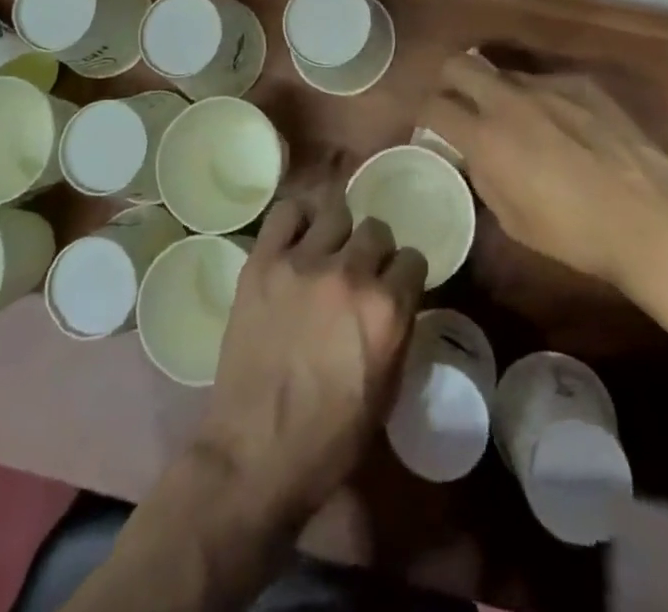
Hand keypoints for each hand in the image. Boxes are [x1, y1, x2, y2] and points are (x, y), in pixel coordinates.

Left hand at [193, 191, 426, 524]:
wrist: (254, 456)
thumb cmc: (329, 441)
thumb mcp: (387, 392)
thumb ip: (398, 332)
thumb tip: (397, 300)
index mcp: (387, 310)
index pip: (413, 259)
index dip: (404, 275)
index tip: (395, 286)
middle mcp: (350, 274)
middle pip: (377, 229)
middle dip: (374, 251)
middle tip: (359, 273)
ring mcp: (303, 262)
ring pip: (336, 212)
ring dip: (339, 233)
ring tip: (327, 254)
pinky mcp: (263, 261)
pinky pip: (287, 212)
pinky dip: (297, 219)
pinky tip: (297, 239)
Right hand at [423, 52, 667, 289]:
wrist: (651, 218)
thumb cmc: (575, 234)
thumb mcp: (512, 220)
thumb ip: (483, 176)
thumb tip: (473, 154)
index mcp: (486, 137)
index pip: (433, 105)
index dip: (425, 115)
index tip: (433, 127)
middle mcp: (510, 100)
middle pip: (458, 64)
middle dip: (449, 81)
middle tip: (460, 105)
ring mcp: (548, 84)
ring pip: (505, 72)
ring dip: (499, 92)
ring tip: (520, 123)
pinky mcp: (582, 82)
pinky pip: (546, 81)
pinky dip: (542, 99)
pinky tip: (565, 127)